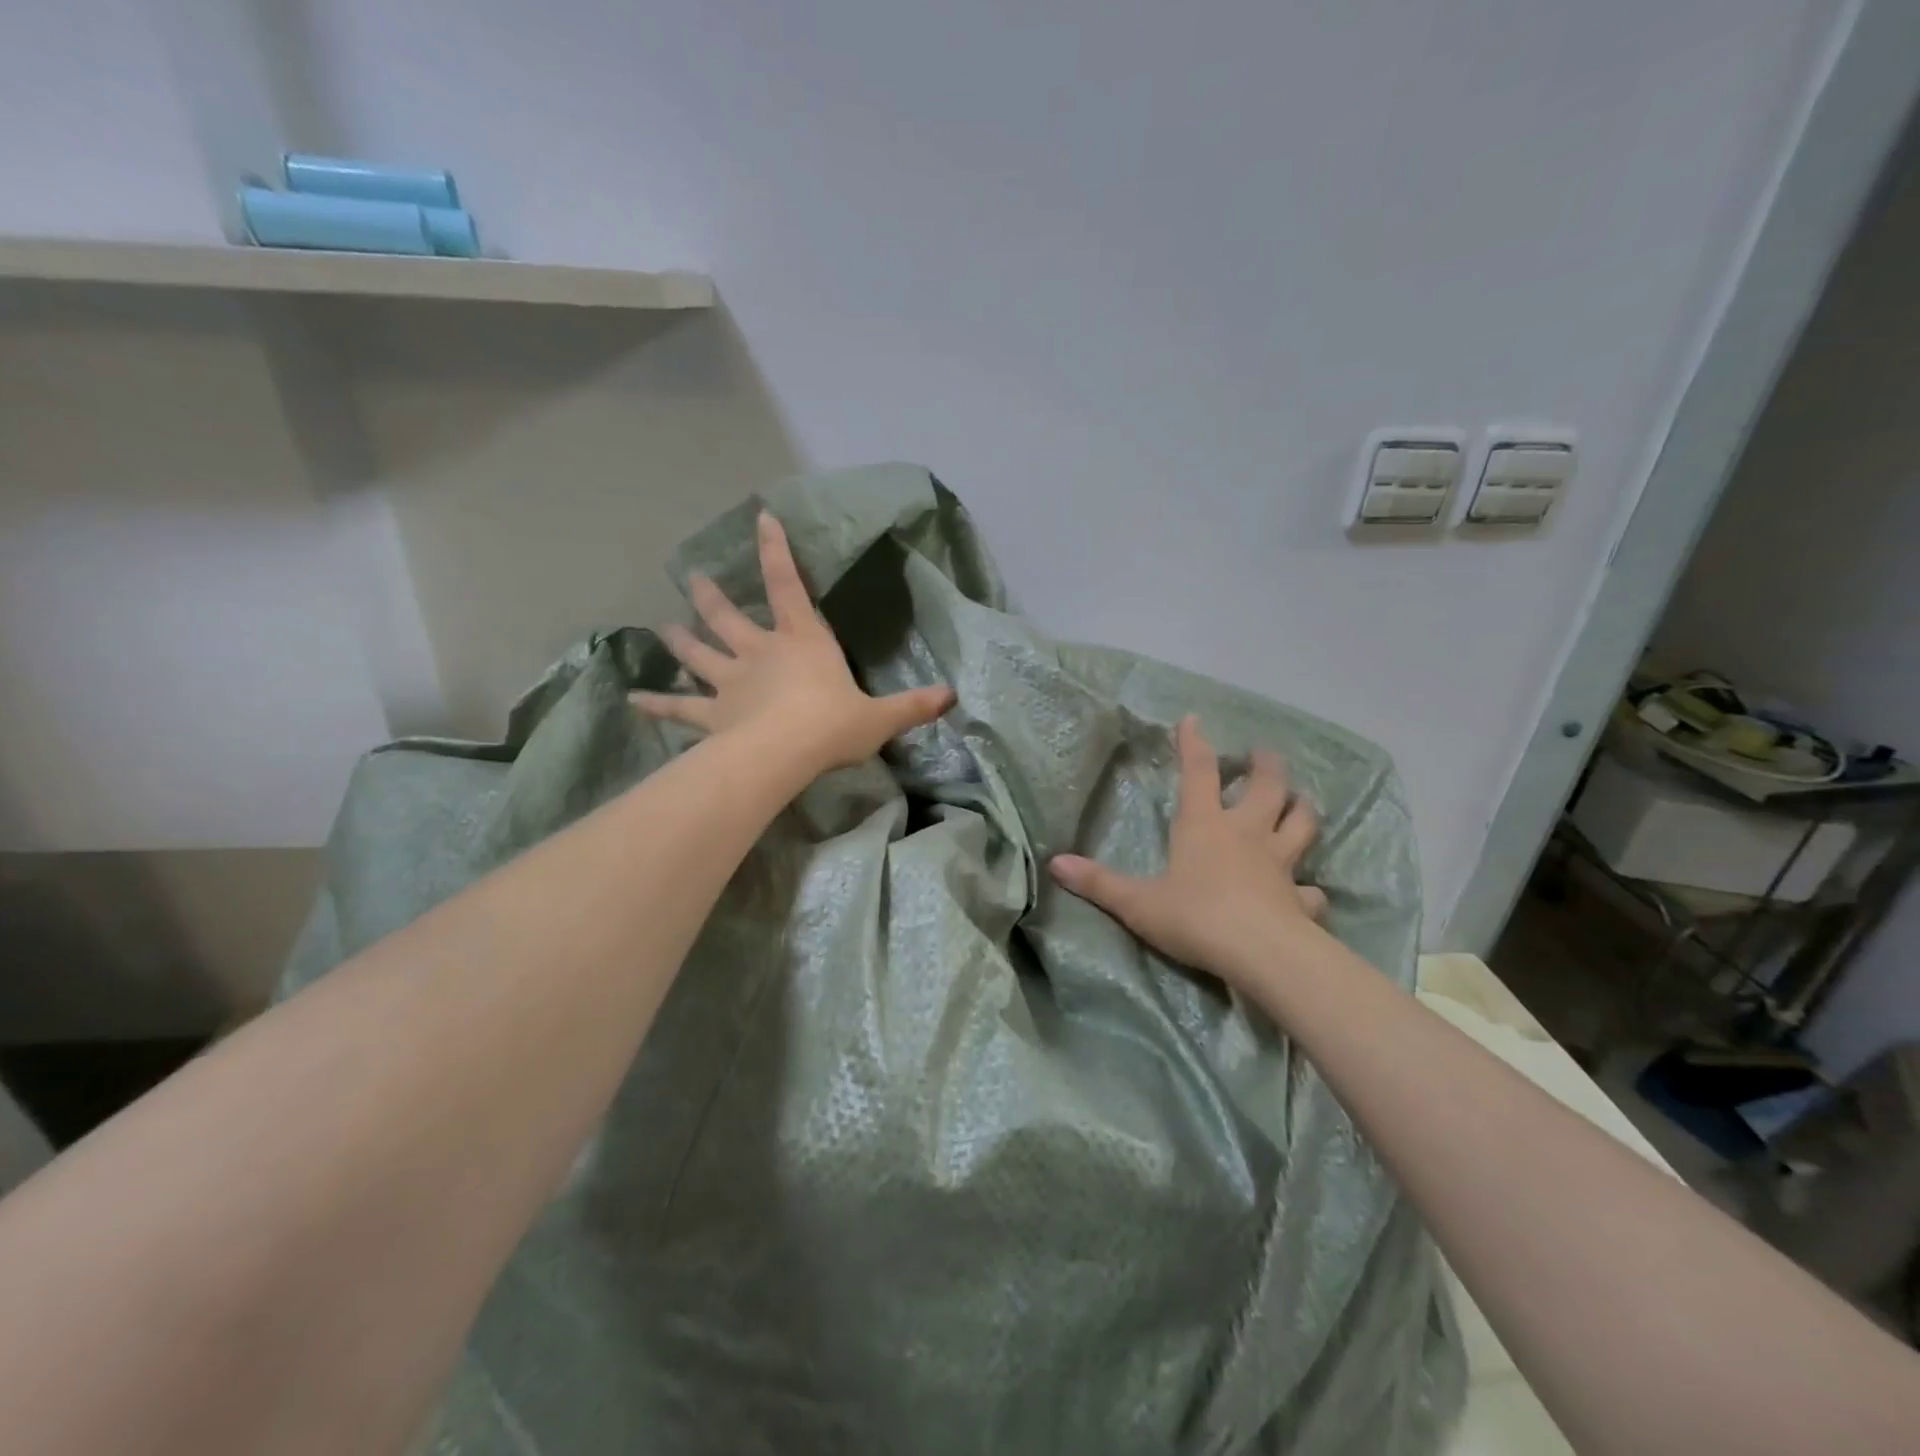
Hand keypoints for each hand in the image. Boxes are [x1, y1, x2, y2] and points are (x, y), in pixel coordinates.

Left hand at [631, 510, 954, 773]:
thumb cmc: (833, 725)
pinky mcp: (712, 714)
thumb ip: (913, 705)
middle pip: (729, 616)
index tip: (760, 517)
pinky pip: (680, 708)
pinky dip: (657, 704)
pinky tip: (634, 700)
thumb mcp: (881, 717)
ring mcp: (730, 682)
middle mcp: (760, 652)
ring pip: (699, 654)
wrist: (786, 753)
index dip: (776, 550)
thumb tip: (952, 697)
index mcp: (802, 641)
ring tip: (662, 626)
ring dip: (681, 639)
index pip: (788, 585)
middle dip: (711, 596)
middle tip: (692, 577)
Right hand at [1049, 715, 1327, 983]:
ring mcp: (1280, 865)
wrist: (1260, 954)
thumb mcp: (1137, 902)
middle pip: (1267, 787)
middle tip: (1263, 754)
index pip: (1198, 773)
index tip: (1193, 719)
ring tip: (1300, 800)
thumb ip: (1098, 883)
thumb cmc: (1195, 917)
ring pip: (1302, 824)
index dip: (1194, 743)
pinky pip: (1311, 890)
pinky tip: (1308, 893)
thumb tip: (1055, 863)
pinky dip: (1310, 888)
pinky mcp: (1300, 900)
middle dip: (1265, 766)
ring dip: (1302, 809)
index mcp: (1204, 826)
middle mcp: (1246, 834)